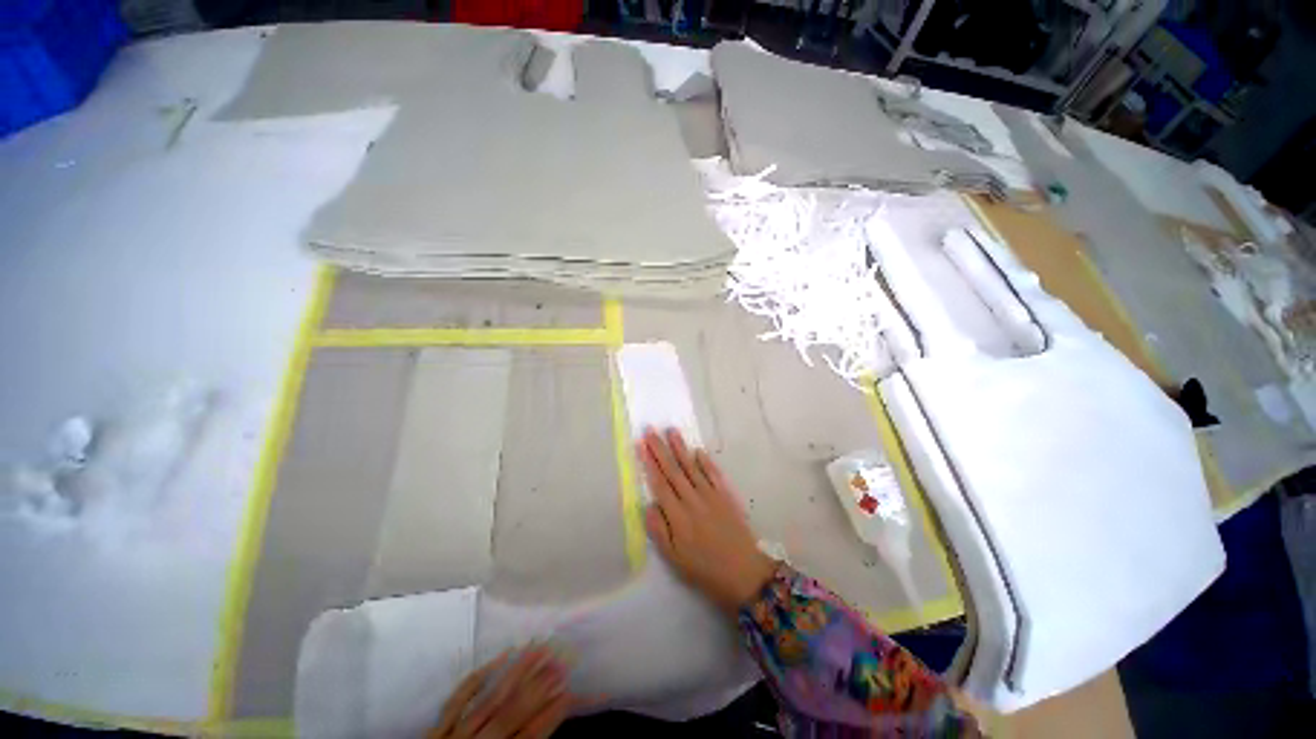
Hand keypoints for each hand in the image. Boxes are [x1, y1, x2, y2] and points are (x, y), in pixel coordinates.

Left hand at [430, 646, 571, 738]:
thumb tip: (545, 729)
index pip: (527, 738)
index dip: (550, 715)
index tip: (570, 692)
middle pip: (510, 714)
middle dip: (538, 687)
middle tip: (560, 661)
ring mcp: (452, 735)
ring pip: (489, 698)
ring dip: (517, 671)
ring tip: (539, 648)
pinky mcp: (436, 728)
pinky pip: (459, 696)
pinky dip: (481, 675)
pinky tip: (502, 656)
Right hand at [639, 428, 776, 614]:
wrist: (745, 573)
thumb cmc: (705, 569)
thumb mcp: (675, 559)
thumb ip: (659, 531)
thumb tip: (648, 505)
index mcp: (678, 516)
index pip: (660, 483)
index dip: (649, 463)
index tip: (641, 445)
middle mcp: (693, 499)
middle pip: (673, 470)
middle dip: (660, 449)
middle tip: (650, 430)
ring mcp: (711, 495)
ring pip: (692, 467)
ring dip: (680, 448)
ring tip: (671, 431)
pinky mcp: (726, 496)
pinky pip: (713, 474)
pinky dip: (705, 461)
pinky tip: (698, 450)